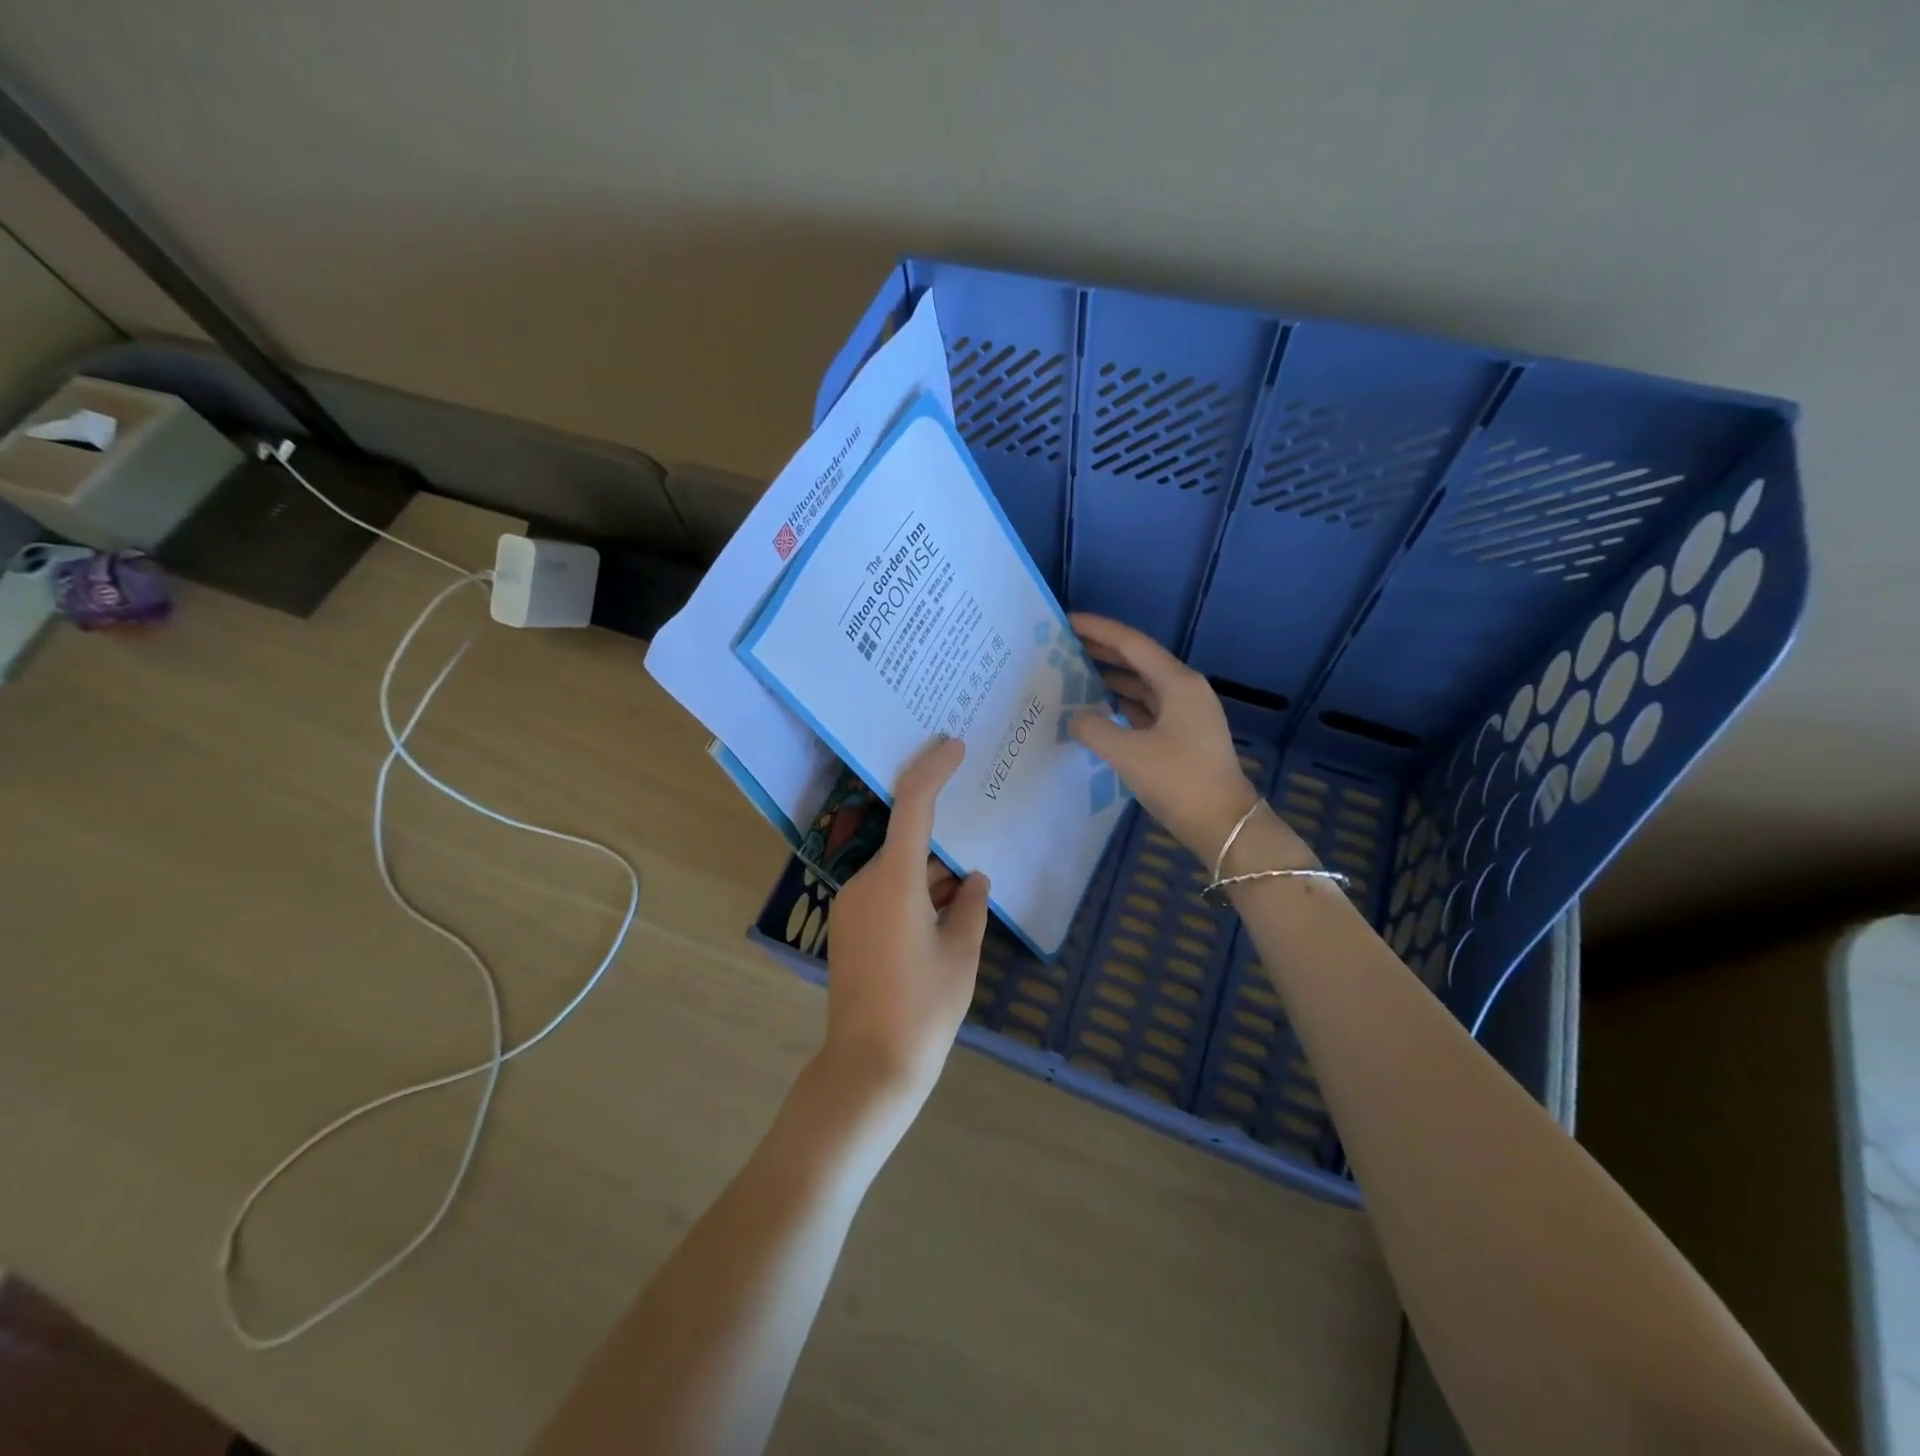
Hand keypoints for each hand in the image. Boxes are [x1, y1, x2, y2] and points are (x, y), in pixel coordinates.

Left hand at [822, 736, 990, 1108]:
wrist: (869, 1066)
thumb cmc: (924, 1008)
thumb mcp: (961, 954)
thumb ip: (970, 906)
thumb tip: (975, 880)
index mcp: (895, 881)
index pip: (912, 805)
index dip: (932, 770)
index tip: (953, 747)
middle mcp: (865, 883)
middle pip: (905, 841)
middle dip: (941, 840)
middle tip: (975, 835)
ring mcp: (851, 906)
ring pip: (896, 869)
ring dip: (928, 872)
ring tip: (967, 888)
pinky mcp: (848, 928)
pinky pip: (884, 892)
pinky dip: (913, 891)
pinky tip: (942, 912)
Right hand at [1068, 612, 1311, 870]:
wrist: (1222, 824)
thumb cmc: (1178, 781)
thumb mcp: (1128, 753)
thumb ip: (1093, 728)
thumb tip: (1075, 717)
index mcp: (1177, 683)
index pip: (1131, 644)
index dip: (1098, 630)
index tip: (1067, 621)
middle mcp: (1184, 690)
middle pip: (1138, 660)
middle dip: (1103, 650)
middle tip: (1065, 643)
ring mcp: (1186, 713)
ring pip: (1143, 685)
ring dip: (1112, 677)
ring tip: (1075, 673)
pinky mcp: (1183, 735)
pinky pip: (1147, 707)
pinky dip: (1122, 703)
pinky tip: (1099, 708)